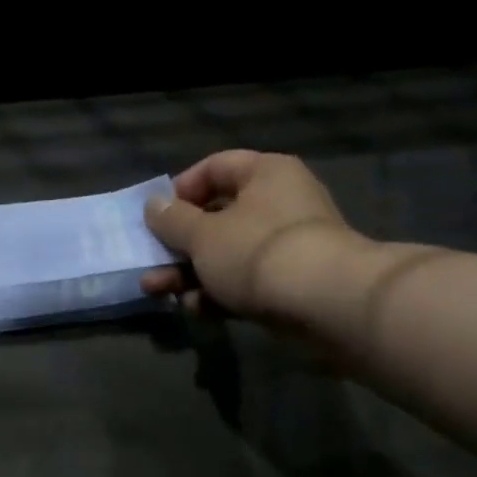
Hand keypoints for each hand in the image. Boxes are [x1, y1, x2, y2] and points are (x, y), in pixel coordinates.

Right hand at [140, 150, 366, 323]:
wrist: (326, 304)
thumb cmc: (257, 252)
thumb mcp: (202, 235)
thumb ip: (172, 220)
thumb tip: (154, 205)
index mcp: (265, 174)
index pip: (215, 167)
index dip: (181, 189)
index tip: (157, 215)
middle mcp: (279, 202)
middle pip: (216, 216)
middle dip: (177, 244)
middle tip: (150, 262)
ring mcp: (286, 245)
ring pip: (226, 253)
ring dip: (189, 273)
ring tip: (158, 292)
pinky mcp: (290, 283)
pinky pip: (244, 281)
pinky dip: (218, 292)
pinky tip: (195, 309)